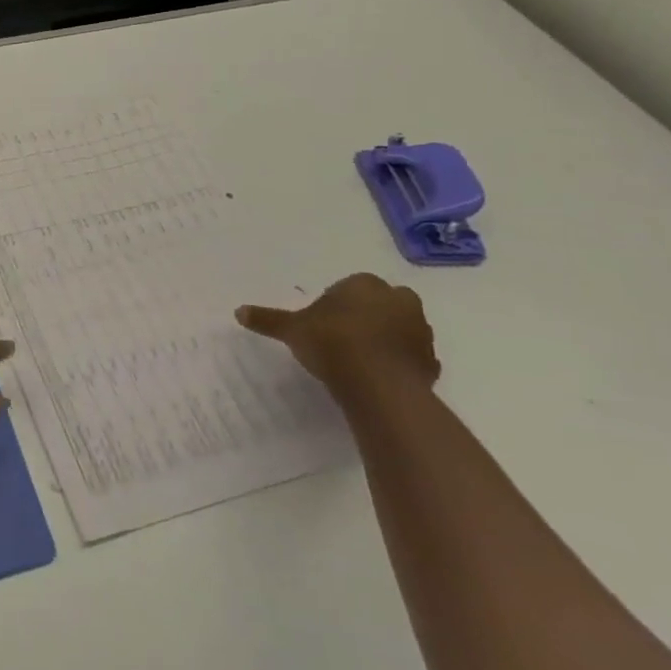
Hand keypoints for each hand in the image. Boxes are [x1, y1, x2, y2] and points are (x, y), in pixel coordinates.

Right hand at [236, 273, 439, 400]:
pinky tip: (379, 379)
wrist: (378, 385)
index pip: (348, 288)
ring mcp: (420, 332)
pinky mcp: (431, 363)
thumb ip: (268, 319)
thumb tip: (238, 311)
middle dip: (367, 316)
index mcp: (365, 284)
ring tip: (360, 362)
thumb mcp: (292, 329)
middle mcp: (398, 300)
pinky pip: (412, 359)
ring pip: (400, 329)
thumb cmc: (332, 343)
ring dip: (386, 340)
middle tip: (343, 339)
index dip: (334, 305)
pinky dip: (399, 365)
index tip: (321, 325)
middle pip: (380, 304)